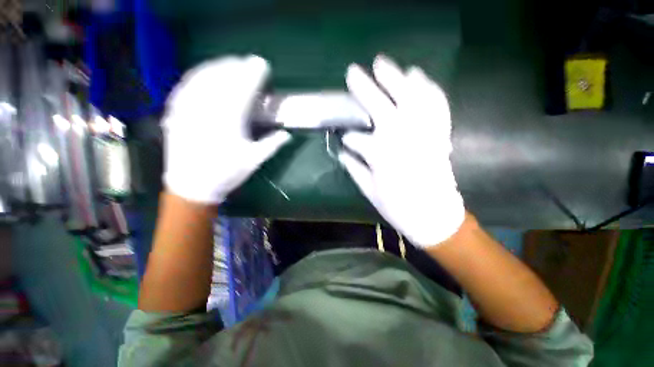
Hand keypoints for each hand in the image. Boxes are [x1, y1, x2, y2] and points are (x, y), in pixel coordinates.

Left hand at [162, 55, 290, 203]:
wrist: (191, 186)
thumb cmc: (226, 174)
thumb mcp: (254, 160)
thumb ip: (272, 145)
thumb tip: (287, 134)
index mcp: (229, 121)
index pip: (243, 89)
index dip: (253, 74)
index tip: (262, 65)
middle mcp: (207, 109)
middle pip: (222, 78)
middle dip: (236, 66)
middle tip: (247, 63)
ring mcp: (188, 109)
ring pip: (202, 77)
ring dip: (217, 66)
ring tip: (228, 63)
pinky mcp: (175, 112)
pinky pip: (185, 86)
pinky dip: (196, 75)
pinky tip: (203, 73)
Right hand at [339, 55, 464, 246]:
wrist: (435, 216)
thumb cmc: (398, 207)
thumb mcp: (369, 191)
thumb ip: (354, 168)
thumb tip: (342, 152)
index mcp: (380, 155)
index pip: (356, 138)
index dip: (349, 138)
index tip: (344, 139)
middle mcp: (401, 138)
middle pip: (379, 106)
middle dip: (363, 88)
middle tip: (352, 72)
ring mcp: (424, 132)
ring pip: (409, 96)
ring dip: (394, 77)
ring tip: (382, 63)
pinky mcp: (439, 133)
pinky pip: (435, 103)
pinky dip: (426, 87)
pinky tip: (416, 76)